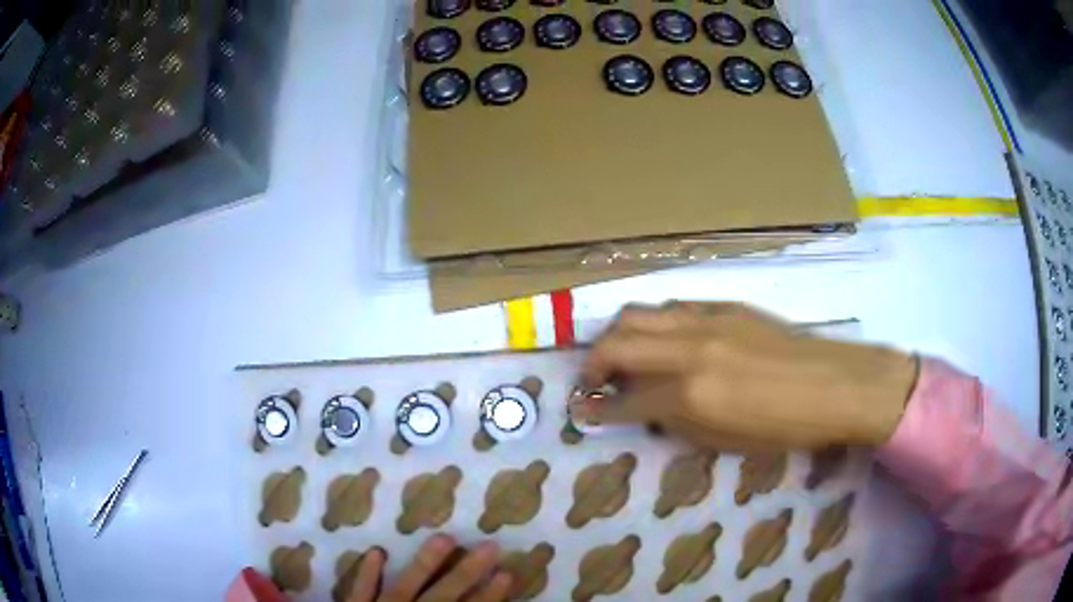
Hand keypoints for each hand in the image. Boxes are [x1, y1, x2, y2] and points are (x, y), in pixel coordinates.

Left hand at [345, 534, 512, 601]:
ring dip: (425, 563)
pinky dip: (366, 574)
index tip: (508, 575)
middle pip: (444, 595)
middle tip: (490, 547)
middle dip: (468, 572)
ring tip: (444, 537)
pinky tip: (376, 552)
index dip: (490, 597)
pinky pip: (360, 592)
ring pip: (406, 586)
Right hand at [576, 302, 918, 448]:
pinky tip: (664, 341)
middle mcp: (690, 350)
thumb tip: (646, 408)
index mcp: (691, 394)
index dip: (599, 409)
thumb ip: (677, 421)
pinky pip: (672, 308)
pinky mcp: (724, 304)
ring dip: (619, 336)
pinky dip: (654, 325)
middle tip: (592, 382)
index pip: (626, 400)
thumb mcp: (724, 441)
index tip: (584, 410)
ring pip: (638, 314)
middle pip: (616, 342)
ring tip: (623, 357)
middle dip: (593, 365)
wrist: (834, 384)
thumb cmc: (785, 427)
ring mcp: (707, 320)